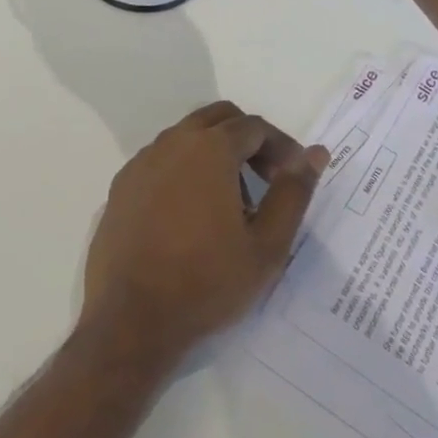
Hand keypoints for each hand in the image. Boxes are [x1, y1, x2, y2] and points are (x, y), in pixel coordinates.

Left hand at [82, 102, 329, 361]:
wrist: (133, 318)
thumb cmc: (207, 282)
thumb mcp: (267, 245)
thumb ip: (293, 193)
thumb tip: (315, 154)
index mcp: (210, 149)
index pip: (254, 127)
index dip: (281, 147)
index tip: (293, 178)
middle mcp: (172, 142)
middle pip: (219, 119)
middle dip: (248, 140)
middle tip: (266, 180)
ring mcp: (142, 161)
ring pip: (187, 136)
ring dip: (215, 154)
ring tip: (230, 204)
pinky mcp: (122, 184)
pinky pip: (161, 160)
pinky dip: (184, 170)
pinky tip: (190, 215)